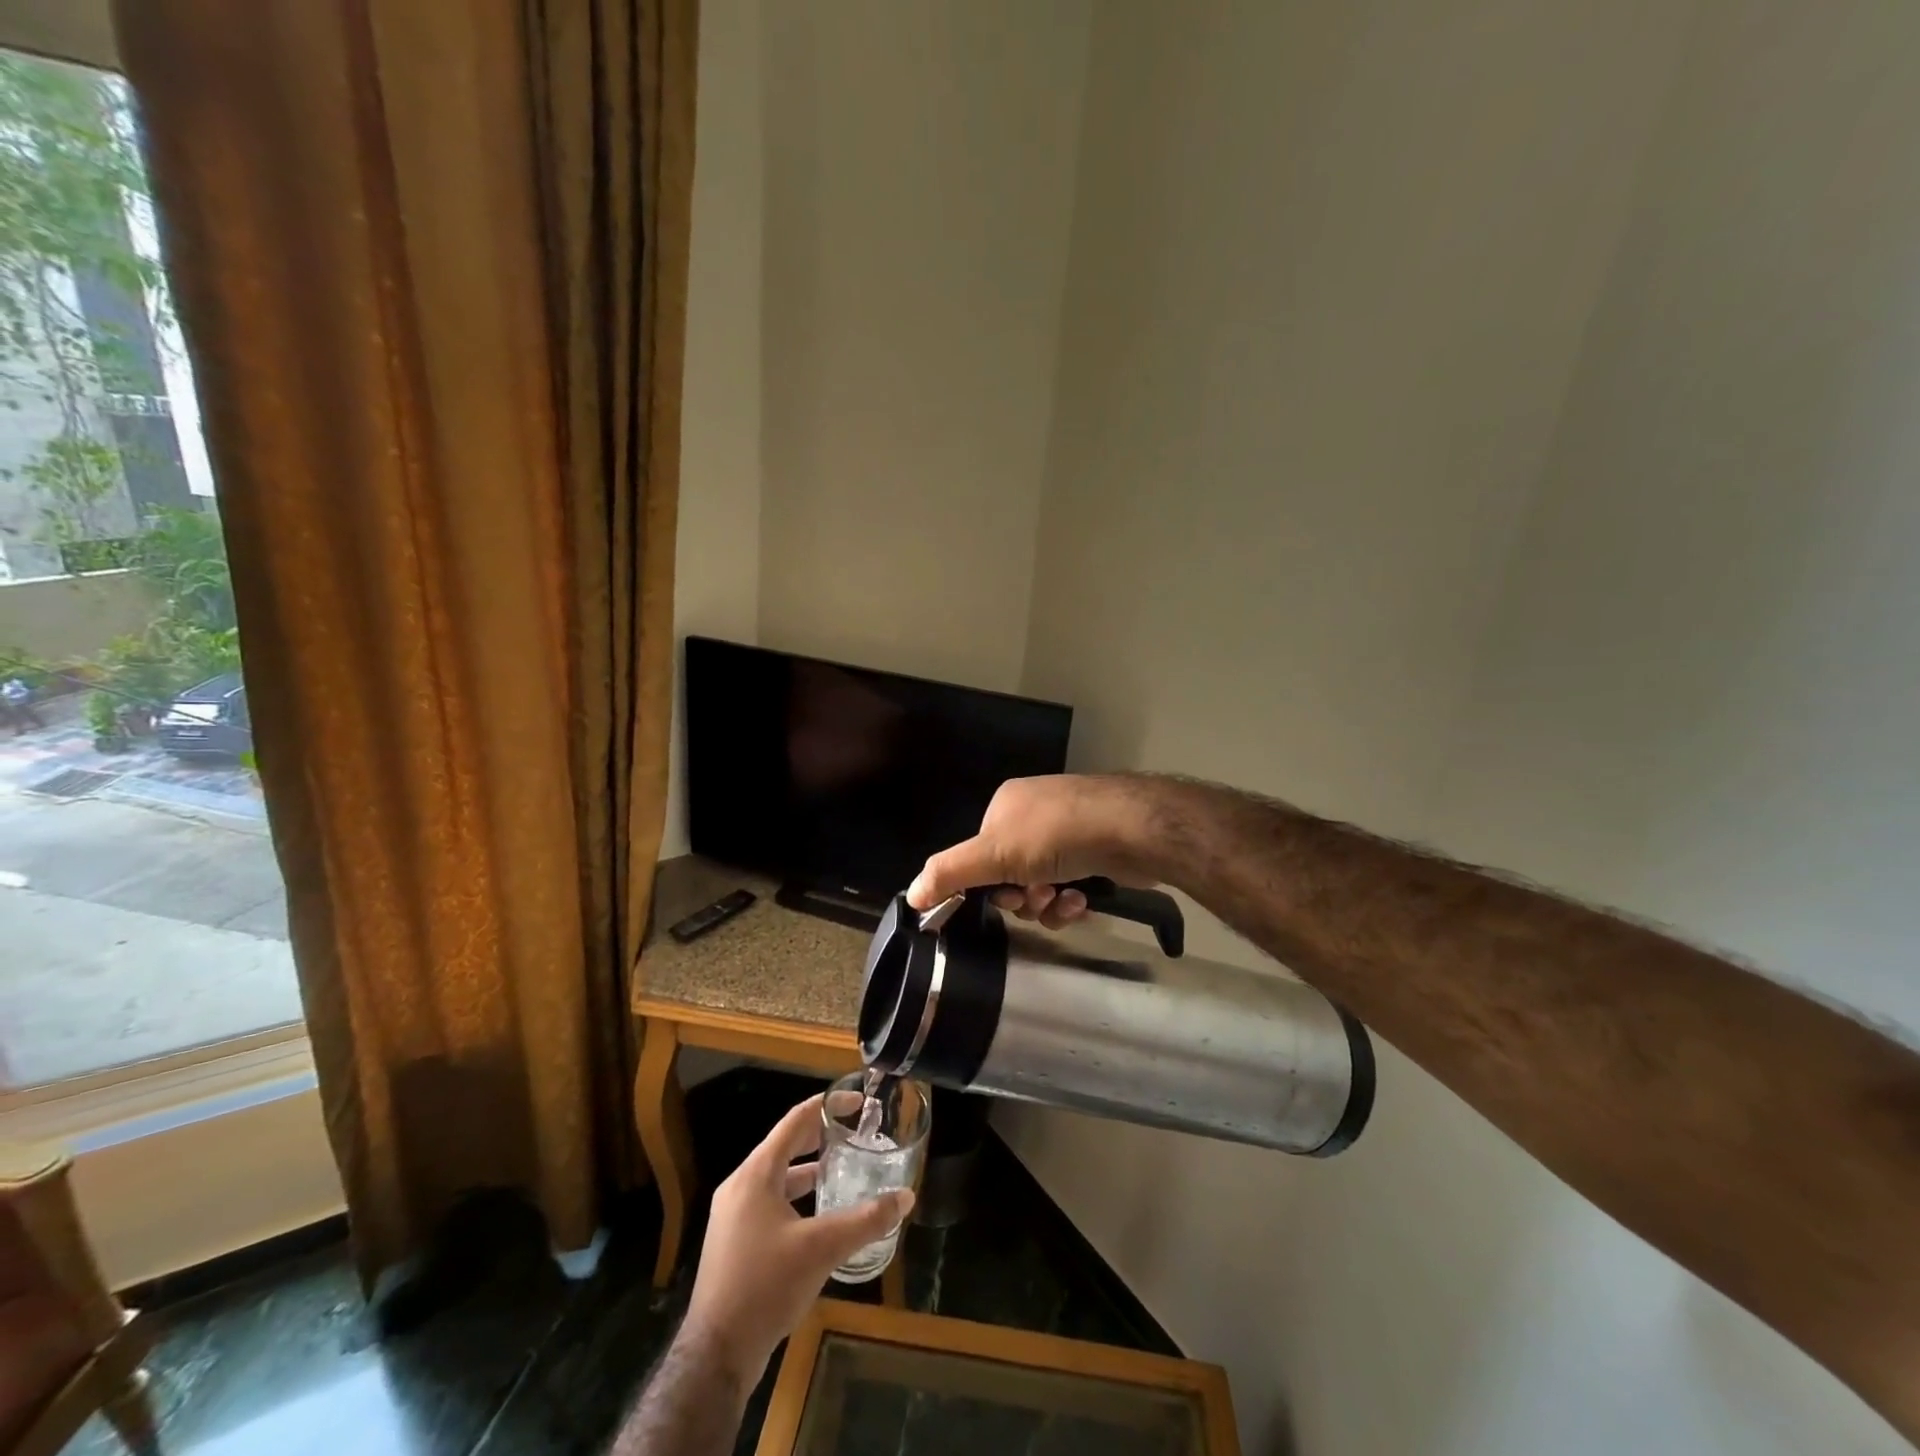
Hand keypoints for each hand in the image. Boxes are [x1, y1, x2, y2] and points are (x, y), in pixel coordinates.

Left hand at [682, 1095, 914, 1382]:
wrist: (715, 1356)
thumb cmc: (766, 1286)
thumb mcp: (822, 1248)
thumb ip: (866, 1220)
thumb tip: (906, 1197)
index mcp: (756, 1174)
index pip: (794, 1122)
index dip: (826, 1107)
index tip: (856, 1103)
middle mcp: (739, 1186)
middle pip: (783, 1146)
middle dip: (818, 1137)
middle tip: (853, 1132)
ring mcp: (732, 1216)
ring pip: (775, 1177)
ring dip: (807, 1169)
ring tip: (840, 1170)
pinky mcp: (733, 1242)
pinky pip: (768, 1202)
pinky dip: (794, 1197)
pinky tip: (817, 1216)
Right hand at [905, 774, 1171, 924]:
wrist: (1131, 829)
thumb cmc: (1056, 834)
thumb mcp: (994, 853)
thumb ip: (950, 873)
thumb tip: (911, 895)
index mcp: (1006, 807)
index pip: (981, 855)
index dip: (988, 885)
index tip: (1005, 898)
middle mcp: (1035, 815)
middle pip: (1011, 875)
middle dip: (1022, 897)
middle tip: (1037, 898)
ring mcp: (1069, 832)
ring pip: (1042, 886)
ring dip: (1048, 904)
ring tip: (1065, 900)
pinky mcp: (1097, 852)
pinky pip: (1071, 887)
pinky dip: (1072, 900)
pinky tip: (1085, 899)